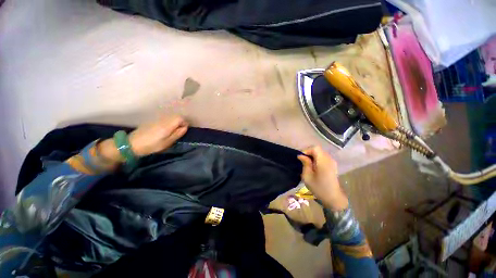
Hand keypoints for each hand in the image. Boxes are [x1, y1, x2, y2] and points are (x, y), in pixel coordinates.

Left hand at [128, 115, 187, 156]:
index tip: (182, 131)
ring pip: (171, 117)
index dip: (184, 124)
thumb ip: (178, 133)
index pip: (181, 118)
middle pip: (176, 116)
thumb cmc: (152, 145)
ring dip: (174, 123)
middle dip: (180, 123)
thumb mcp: (168, 142)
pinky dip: (168, 123)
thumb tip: (185, 127)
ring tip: (171, 132)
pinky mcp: (153, 121)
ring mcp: (158, 119)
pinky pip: (165, 119)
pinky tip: (164, 131)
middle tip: (178, 132)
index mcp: (168, 125)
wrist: (132, 144)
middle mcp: (163, 119)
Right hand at [297, 146, 348, 210]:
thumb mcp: (307, 176)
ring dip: (313, 156)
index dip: (307, 150)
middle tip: (303, 161)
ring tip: (307, 164)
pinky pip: (323, 157)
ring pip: (320, 153)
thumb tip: (301, 155)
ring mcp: (332, 162)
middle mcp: (329, 159)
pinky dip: (317, 159)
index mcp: (323, 161)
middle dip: (309, 153)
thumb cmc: (319, 188)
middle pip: (318, 150)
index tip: (301, 158)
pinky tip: (314, 167)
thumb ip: (305, 163)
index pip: (315, 148)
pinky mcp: (333, 165)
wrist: (333, 198)